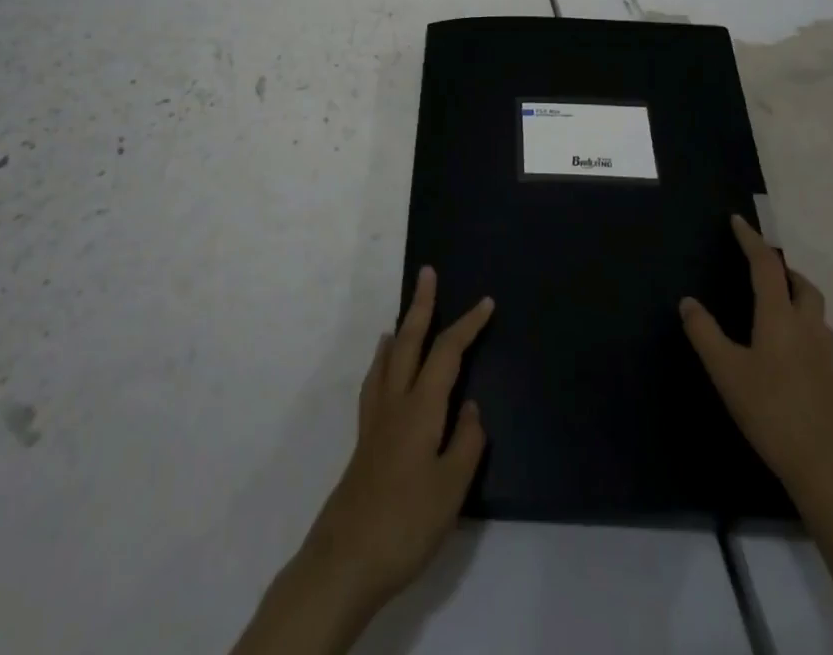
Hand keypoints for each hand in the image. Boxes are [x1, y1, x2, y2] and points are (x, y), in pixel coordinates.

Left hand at [297, 267, 494, 618]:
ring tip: (404, 315)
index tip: (486, 303)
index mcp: (421, 407)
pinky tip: (383, 369)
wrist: (346, 558)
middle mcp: (395, 401)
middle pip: (409, 341)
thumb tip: (470, 408)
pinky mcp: (364, 439)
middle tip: (427, 274)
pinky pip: (375, 382)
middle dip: (421, 306)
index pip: (447, 352)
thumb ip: (466, 442)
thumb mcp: (451, 488)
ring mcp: (375, 419)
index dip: (467, 325)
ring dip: (400, 329)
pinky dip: (381, 362)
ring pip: (388, 358)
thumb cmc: (406, 522)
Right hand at [680, 214, 832, 502]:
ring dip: (799, 300)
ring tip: (778, 308)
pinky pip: (822, 345)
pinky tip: (793, 357)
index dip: (751, 240)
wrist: (826, 470)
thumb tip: (688, 301)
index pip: (766, 266)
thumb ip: (704, 333)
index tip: (738, 221)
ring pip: (817, 314)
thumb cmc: (770, 412)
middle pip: (803, 286)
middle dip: (784, 270)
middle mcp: (809, 329)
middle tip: (764, 268)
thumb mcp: (725, 372)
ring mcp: (829, 358)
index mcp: (780, 318)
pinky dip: (807, 335)